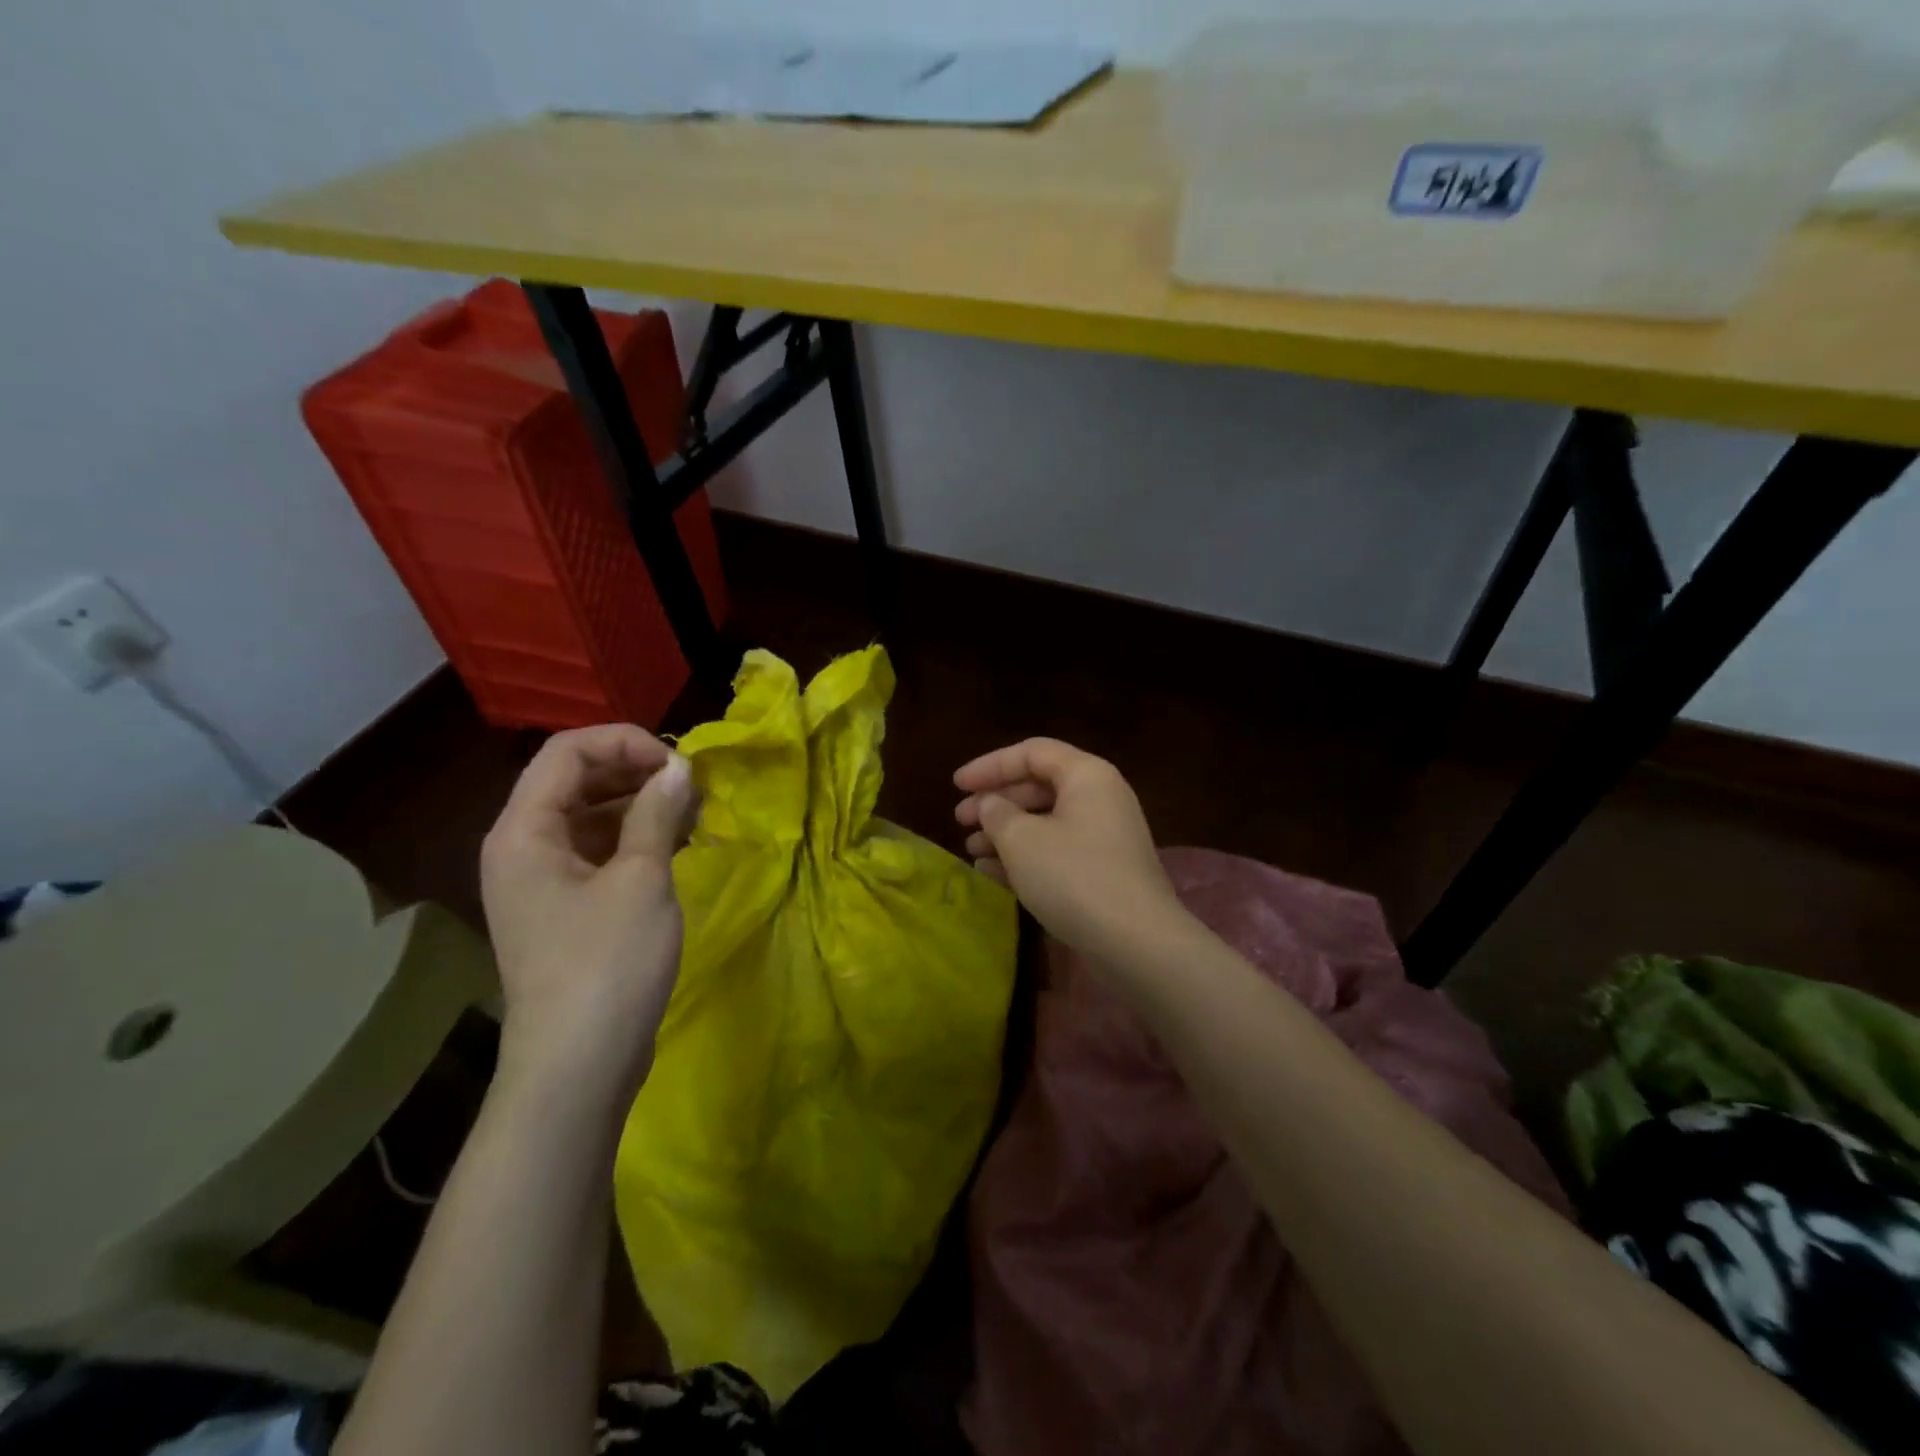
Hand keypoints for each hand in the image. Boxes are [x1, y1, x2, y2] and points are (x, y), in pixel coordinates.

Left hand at [480, 725, 696, 1099]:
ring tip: (694, 812)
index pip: (566, 752)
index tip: (680, 763)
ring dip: (640, 804)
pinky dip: (636, 838)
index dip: (625, 742)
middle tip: (693, 785)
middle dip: (636, 771)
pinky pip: (598, 850)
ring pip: (590, 815)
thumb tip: (680, 767)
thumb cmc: (607, 964)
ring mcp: (542, 880)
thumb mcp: (641, 879)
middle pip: (575, 780)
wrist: (578, 1066)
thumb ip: (658, 813)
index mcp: (524, 831)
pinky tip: (678, 844)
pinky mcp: (565, 907)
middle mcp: (522, 847)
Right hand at [954, 738, 1183, 959]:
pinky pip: (1057, 851)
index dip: (990, 765)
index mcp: (1086, 775)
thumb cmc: (1073, 877)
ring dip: (1006, 833)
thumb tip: (991, 805)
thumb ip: (997, 814)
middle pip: (1039, 786)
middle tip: (960, 820)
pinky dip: (1026, 857)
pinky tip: (993, 876)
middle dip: (996, 802)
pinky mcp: (1104, 871)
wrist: (1136, 942)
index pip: (1031, 753)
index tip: (957, 785)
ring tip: (972, 851)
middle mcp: (1100, 798)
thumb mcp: (1022, 841)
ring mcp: (1105, 836)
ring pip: (1046, 822)